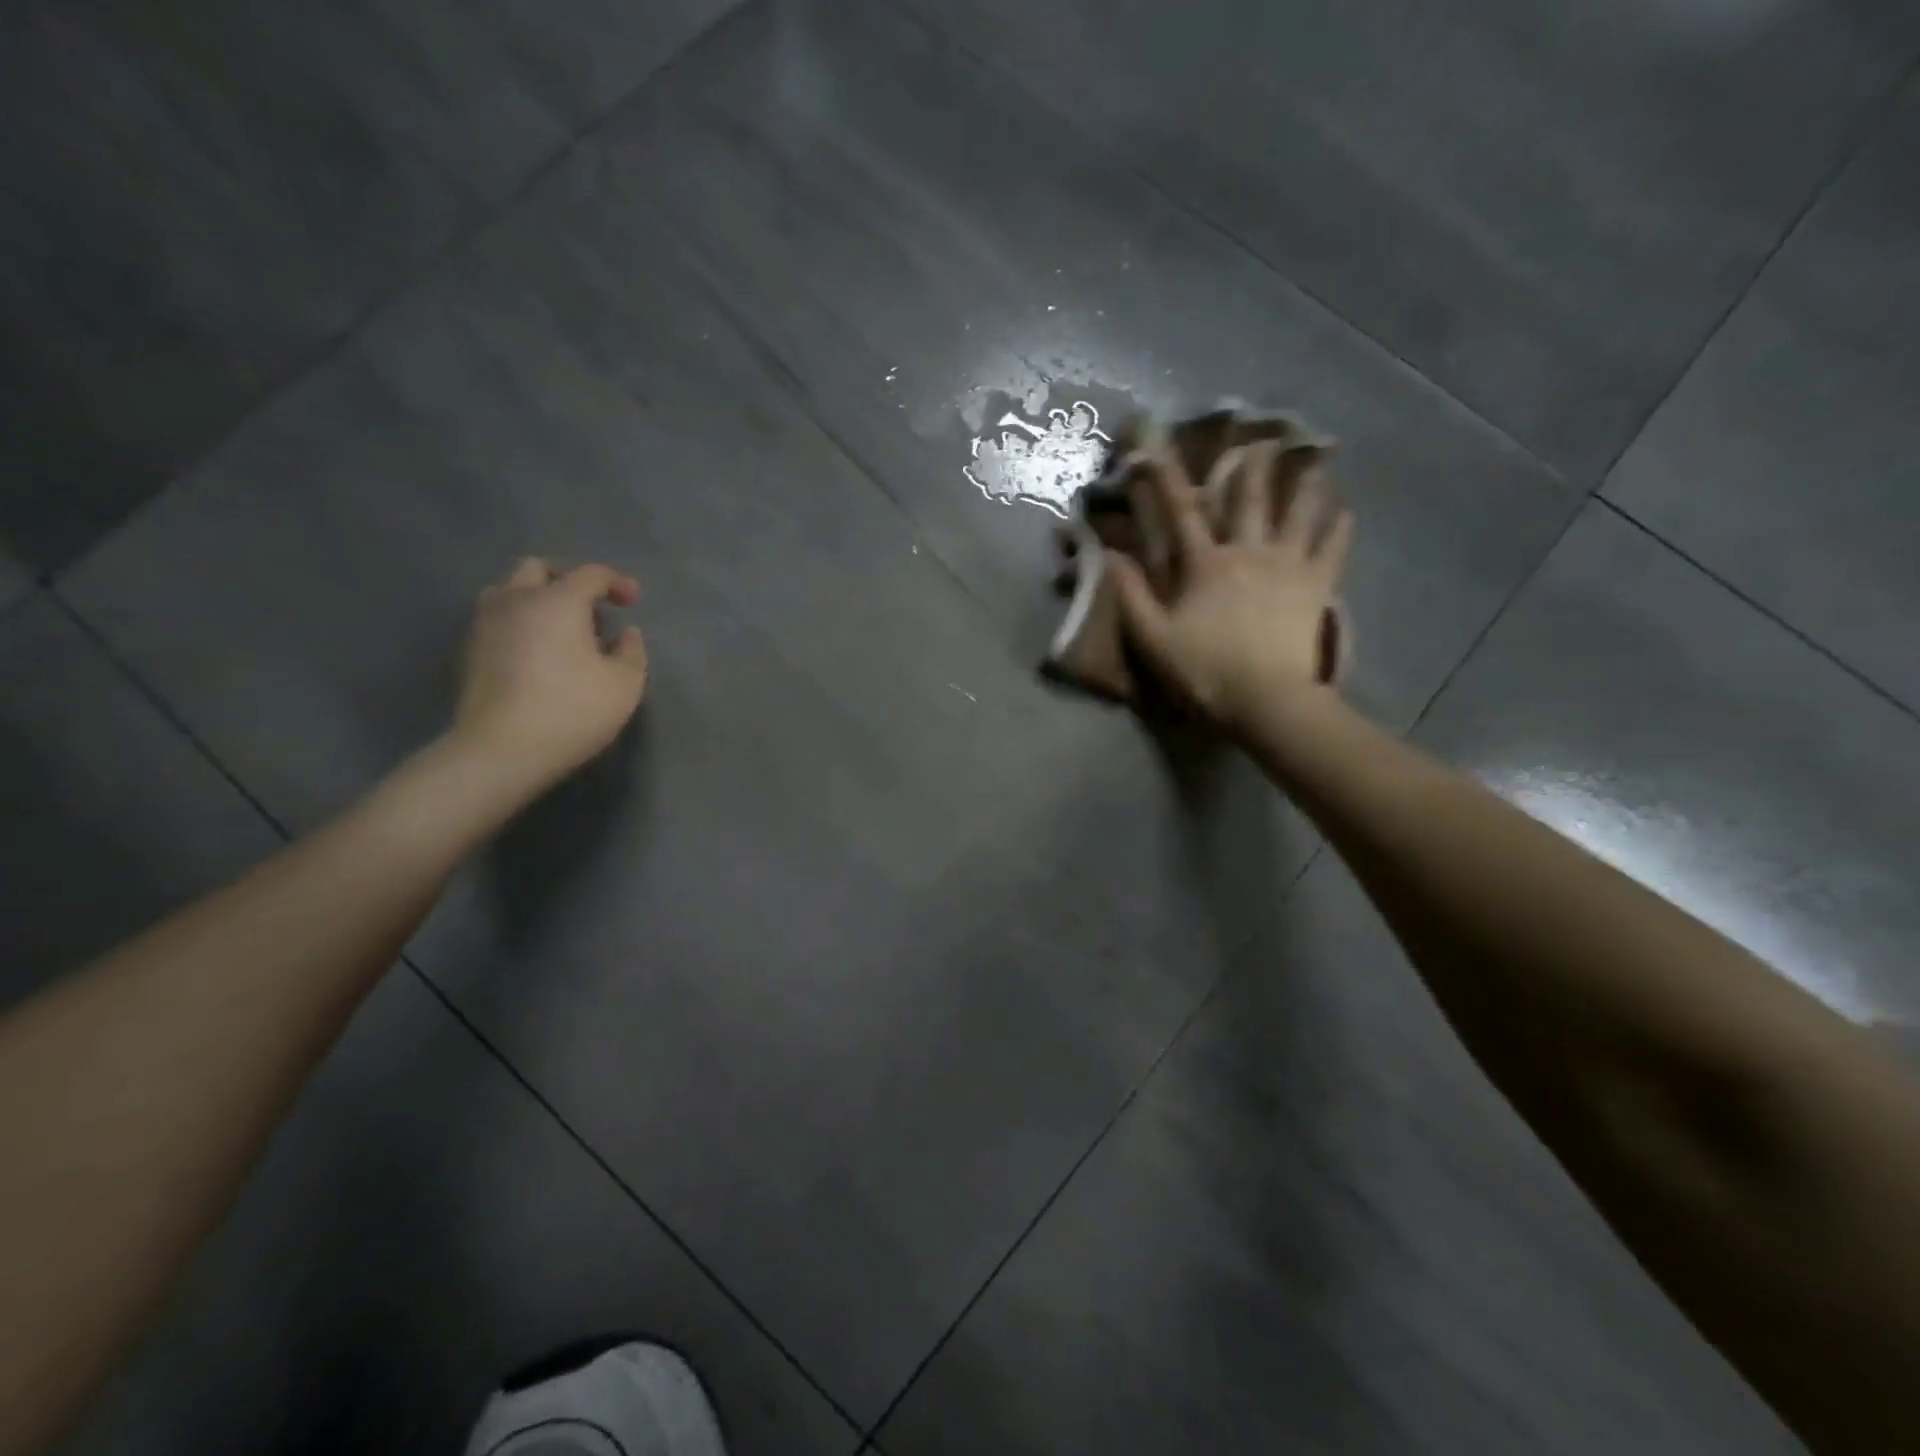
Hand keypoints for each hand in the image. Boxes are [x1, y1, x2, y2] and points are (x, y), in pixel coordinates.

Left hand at [451, 558, 648, 788]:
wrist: (501, 750)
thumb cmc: (573, 710)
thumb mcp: (625, 684)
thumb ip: (632, 652)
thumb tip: (625, 634)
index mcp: (558, 601)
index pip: (591, 574)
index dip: (617, 582)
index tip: (633, 603)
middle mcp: (517, 601)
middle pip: (538, 569)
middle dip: (568, 580)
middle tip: (591, 608)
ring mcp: (486, 625)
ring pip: (508, 591)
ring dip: (537, 599)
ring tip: (560, 629)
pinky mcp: (470, 652)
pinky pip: (497, 621)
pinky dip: (520, 625)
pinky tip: (537, 654)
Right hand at [1110, 440, 1351, 736]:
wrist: (1267, 700)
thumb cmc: (1205, 670)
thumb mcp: (1154, 639)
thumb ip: (1131, 596)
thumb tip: (1108, 555)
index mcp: (1206, 564)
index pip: (1181, 512)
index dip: (1165, 478)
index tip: (1154, 448)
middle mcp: (1248, 551)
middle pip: (1249, 499)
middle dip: (1250, 465)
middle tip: (1259, 434)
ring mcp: (1288, 565)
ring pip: (1299, 512)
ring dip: (1304, 483)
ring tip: (1315, 457)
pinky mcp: (1317, 586)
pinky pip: (1332, 549)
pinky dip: (1339, 528)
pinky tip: (1346, 511)